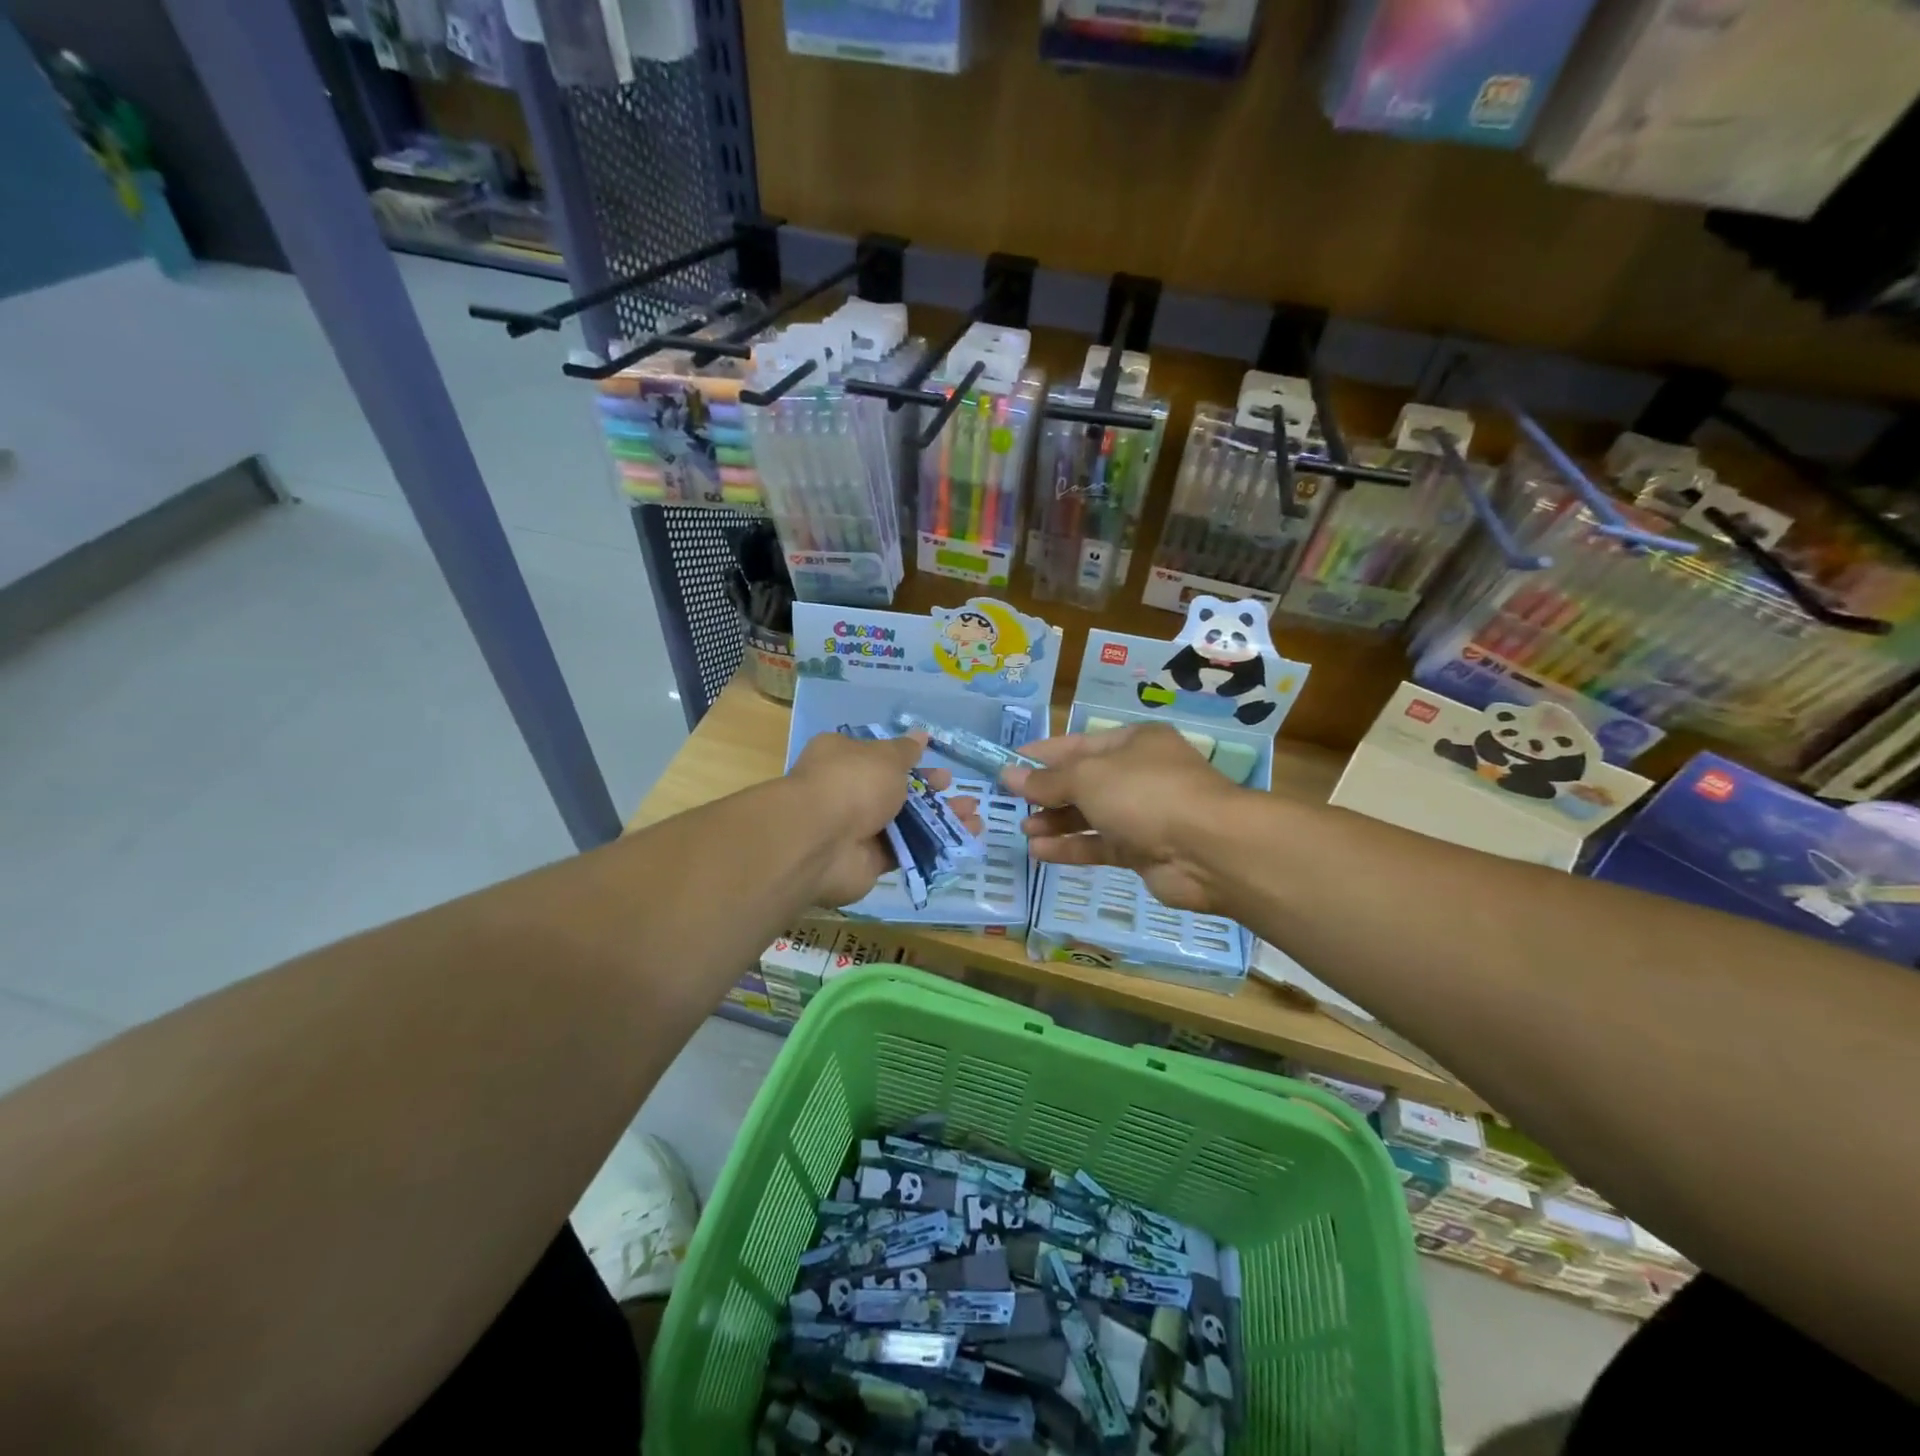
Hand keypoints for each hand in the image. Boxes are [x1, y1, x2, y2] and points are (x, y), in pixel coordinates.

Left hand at [787, 731, 980, 907]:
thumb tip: (920, 735)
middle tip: (960, 792)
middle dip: (931, 792)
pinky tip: (964, 841)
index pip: (879, 757)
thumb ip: (906, 751)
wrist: (821, 842)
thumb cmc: (853, 783)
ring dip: (940, 819)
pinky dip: (934, 846)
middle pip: (896, 791)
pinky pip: (906, 850)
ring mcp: (857, 829)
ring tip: (975, 818)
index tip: (937, 764)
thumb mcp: (885, 757)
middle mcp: (847, 791)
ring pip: (906, 822)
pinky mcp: (868, 861)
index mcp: (843, 758)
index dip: (911, 761)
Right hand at [1002, 724, 1241, 912]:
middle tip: (1011, 802)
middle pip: (1084, 781)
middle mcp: (1140, 774)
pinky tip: (1039, 852)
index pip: (1079, 744)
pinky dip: (1071, 847)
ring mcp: (1144, 814)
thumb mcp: (1088, 777)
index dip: (1043, 754)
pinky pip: (1100, 845)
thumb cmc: (1144, 794)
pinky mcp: (1144, 851)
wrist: (1207, 849)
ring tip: (1023, 829)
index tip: (1009, 764)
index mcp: (1134, 742)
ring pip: (1091, 815)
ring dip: (1056, 822)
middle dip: (1047, 792)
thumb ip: (1047, 780)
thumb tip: (1008, 774)